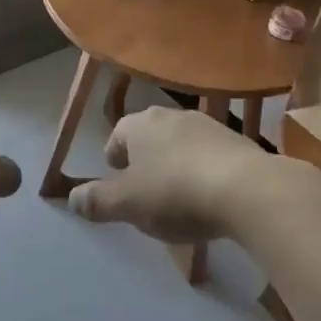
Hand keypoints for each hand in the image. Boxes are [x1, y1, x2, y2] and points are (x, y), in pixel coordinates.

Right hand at [67, 106, 276, 242]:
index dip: (114, 156)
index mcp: (140, 124)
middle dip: (145, 158)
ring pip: (181, 142)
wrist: (247, 189)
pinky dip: (203, 170)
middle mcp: (171, 115)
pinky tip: (209, 196)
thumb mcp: (128, 204)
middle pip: (150, 135)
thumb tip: (72, 199)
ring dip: (176, 162)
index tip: (116, 177)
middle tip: (144, 188)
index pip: (118, 134)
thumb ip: (98, 201)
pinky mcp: (238, 142)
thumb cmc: (176, 193)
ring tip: (178, 194)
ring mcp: (208, 125)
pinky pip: (210, 154)